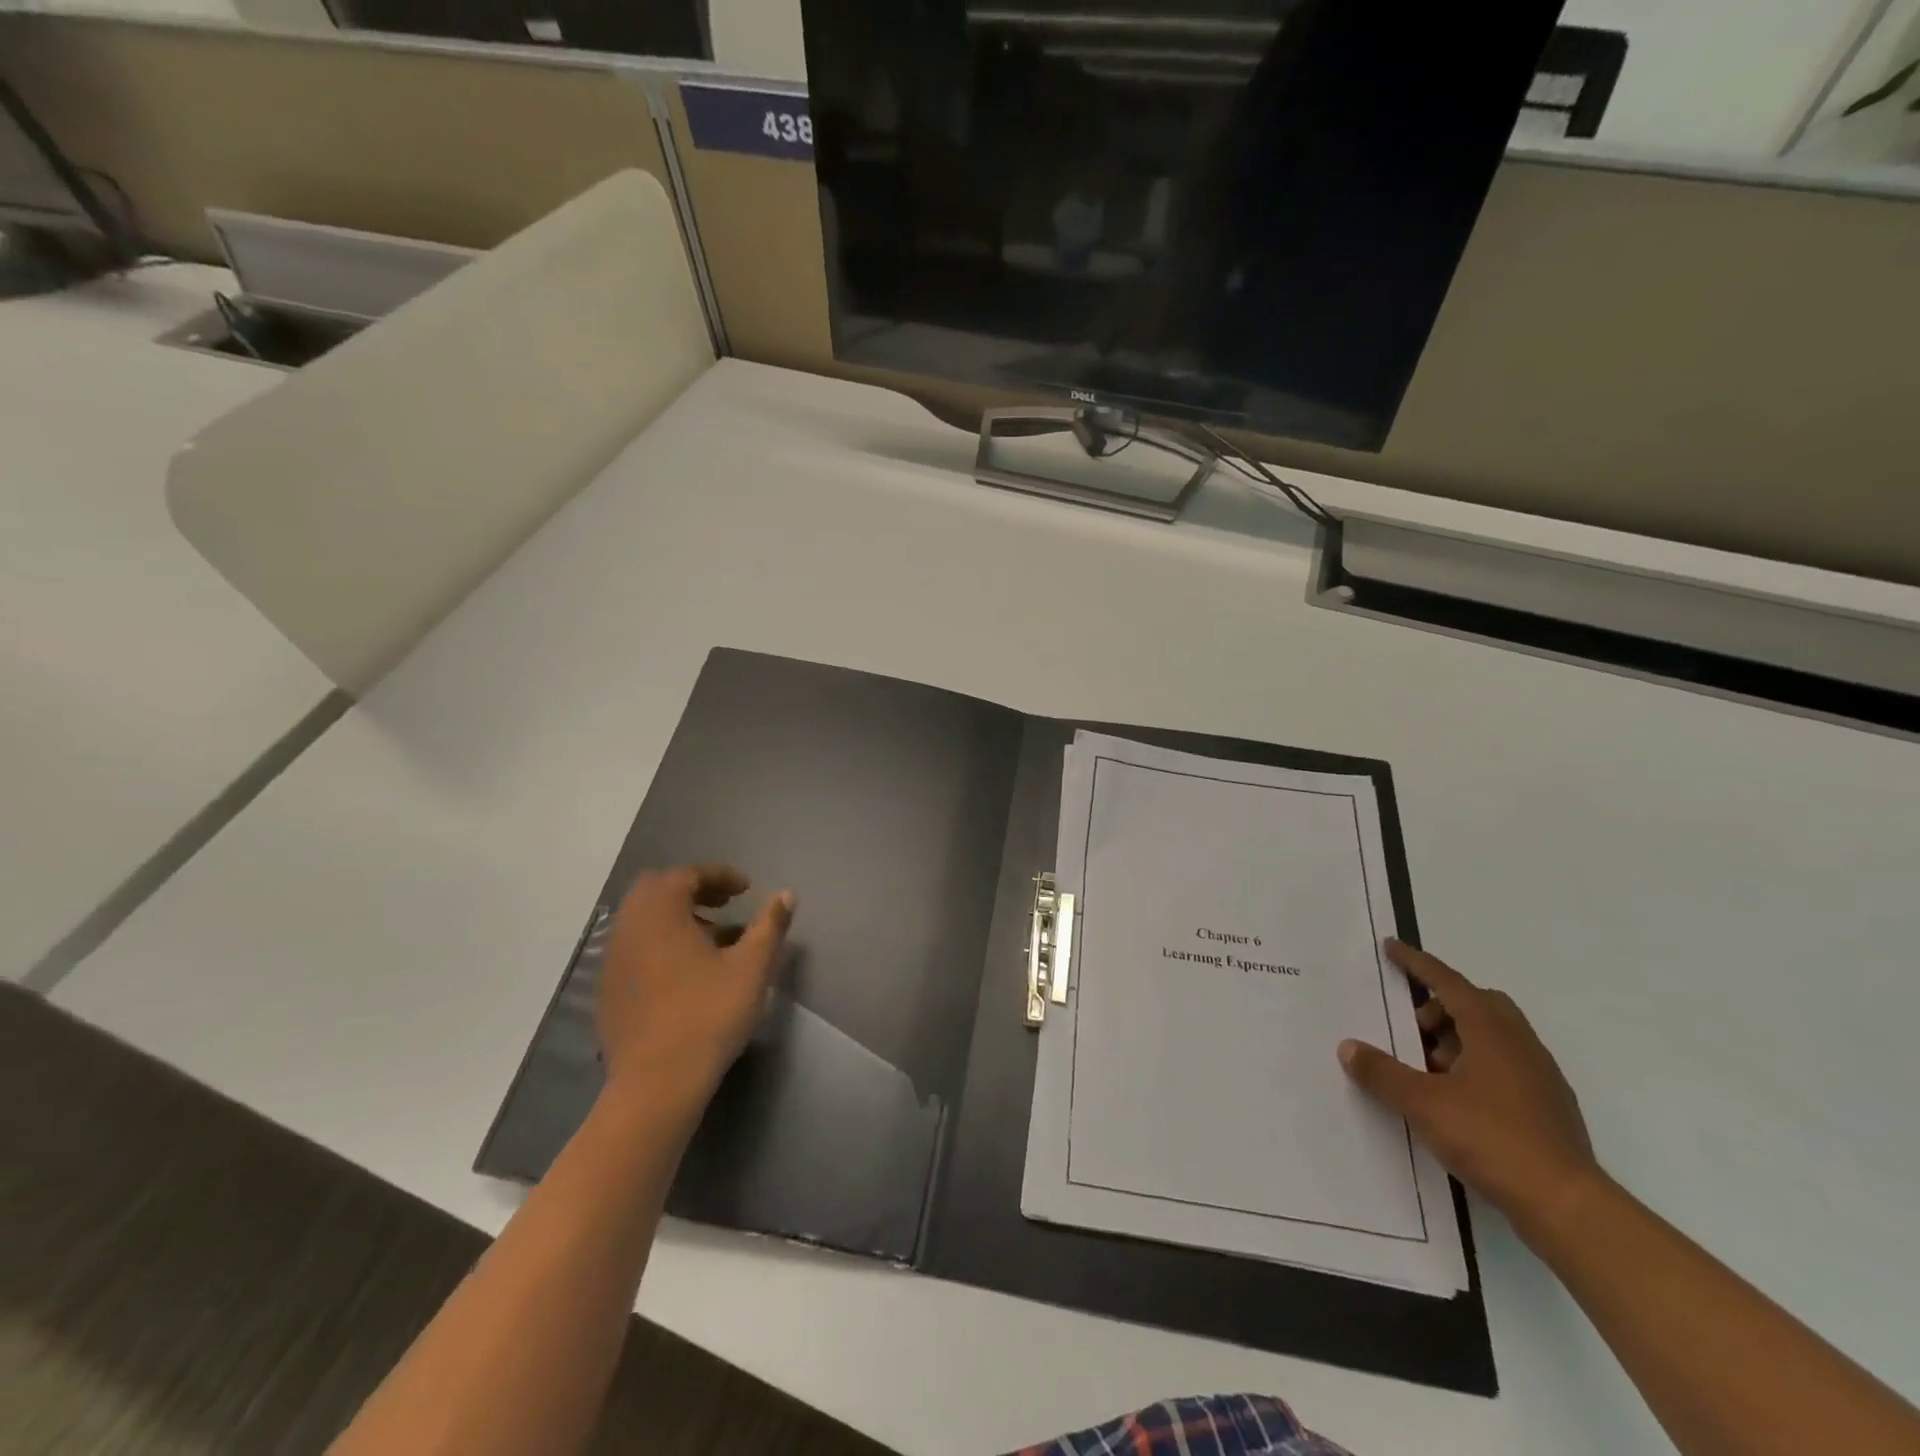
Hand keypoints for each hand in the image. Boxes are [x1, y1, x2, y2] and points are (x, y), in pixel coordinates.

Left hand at [595, 865, 794, 1107]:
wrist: (655, 1085)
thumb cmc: (708, 1016)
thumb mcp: (751, 967)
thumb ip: (770, 925)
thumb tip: (786, 895)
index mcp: (660, 913)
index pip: (686, 874)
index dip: (719, 875)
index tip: (746, 888)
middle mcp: (629, 928)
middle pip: (658, 890)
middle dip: (694, 889)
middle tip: (727, 903)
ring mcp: (613, 960)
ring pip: (645, 920)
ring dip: (678, 916)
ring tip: (715, 937)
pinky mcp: (609, 989)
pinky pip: (636, 947)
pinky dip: (661, 942)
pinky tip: (689, 971)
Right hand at [1338, 940, 1600, 1230]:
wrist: (1567, 1206)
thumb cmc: (1491, 1139)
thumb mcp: (1422, 1104)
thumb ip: (1382, 1073)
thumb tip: (1349, 1048)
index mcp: (1492, 1032)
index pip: (1449, 983)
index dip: (1418, 963)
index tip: (1392, 948)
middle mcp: (1521, 1044)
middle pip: (1479, 1003)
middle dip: (1441, 1006)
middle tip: (1412, 1028)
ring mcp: (1541, 1077)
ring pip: (1495, 1035)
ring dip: (1458, 1038)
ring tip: (1429, 1071)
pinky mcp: (1549, 1108)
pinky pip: (1506, 1064)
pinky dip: (1477, 1065)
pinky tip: (1458, 1099)